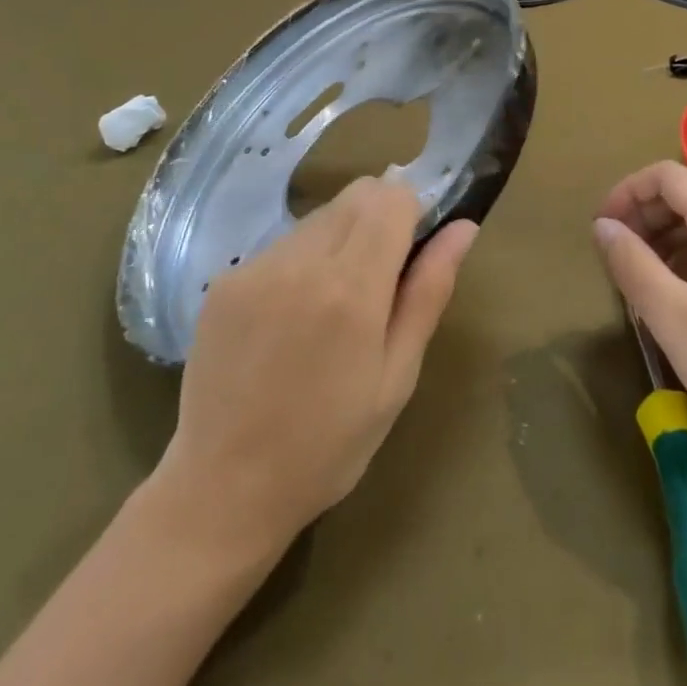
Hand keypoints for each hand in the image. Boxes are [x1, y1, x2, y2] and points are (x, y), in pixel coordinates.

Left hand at [157, 178, 476, 552]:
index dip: (413, 212)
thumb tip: (463, 227)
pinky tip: (291, 317)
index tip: (414, 248)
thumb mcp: (397, 377)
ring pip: (319, 217)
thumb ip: (429, 292)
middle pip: (355, 196)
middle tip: (381, 278)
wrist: (223, 489)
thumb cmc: (329, 444)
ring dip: (340, 238)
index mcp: (350, 288)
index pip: (392, 198)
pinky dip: (301, 261)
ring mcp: (254, 267)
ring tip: (333, 305)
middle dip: (380, 218)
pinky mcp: (224, 280)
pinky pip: (281, 244)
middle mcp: (299, 262)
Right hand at [592, 161, 686, 480]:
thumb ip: (632, 264)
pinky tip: (680, 299)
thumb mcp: (674, 318)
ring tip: (640, 280)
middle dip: (644, 216)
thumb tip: (603, 226)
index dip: (626, 193)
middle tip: (615, 257)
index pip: (667, 175)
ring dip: (666, 239)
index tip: (601, 230)